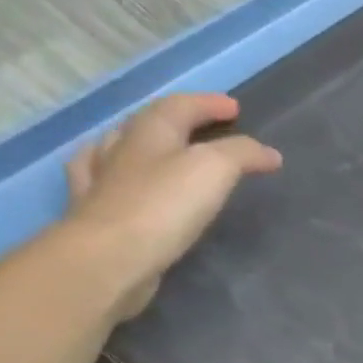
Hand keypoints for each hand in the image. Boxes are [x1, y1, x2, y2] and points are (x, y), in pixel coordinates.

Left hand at [59, 93, 281, 319]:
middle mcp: (120, 150)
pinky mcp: (95, 214)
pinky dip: (114, 174)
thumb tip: (268, 153)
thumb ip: (242, 155)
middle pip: (148, 124)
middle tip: (202, 125)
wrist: (112, 257)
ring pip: (118, 149)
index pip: (180, 107)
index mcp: (149, 134)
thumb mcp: (214, 169)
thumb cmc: (165, 206)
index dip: (208, 104)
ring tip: (158, 149)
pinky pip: (101, 181)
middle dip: (176, 119)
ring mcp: (101, 181)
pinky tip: (113, 180)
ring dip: (141, 143)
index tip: (235, 108)